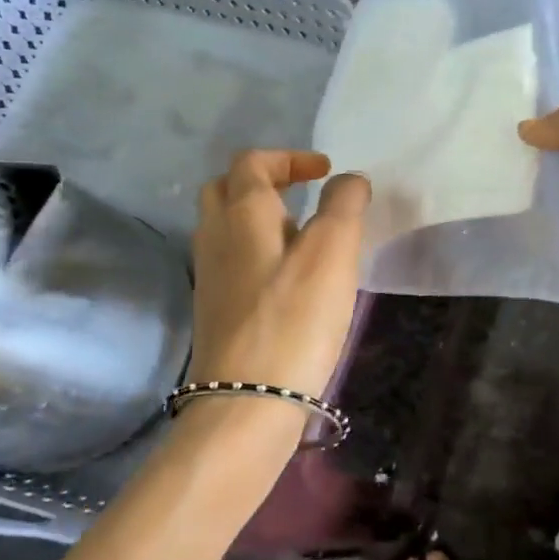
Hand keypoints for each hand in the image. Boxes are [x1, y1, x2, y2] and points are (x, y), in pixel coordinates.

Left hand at [187, 150, 369, 405]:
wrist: (246, 402)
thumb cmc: (294, 318)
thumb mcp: (333, 252)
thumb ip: (344, 205)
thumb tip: (349, 180)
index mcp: (241, 214)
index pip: (253, 162)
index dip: (290, 157)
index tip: (326, 172)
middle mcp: (215, 237)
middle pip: (226, 189)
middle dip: (265, 180)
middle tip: (305, 193)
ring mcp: (209, 276)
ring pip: (226, 226)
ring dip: (260, 216)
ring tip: (303, 234)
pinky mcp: (215, 310)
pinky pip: (232, 260)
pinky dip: (258, 251)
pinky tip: (288, 277)